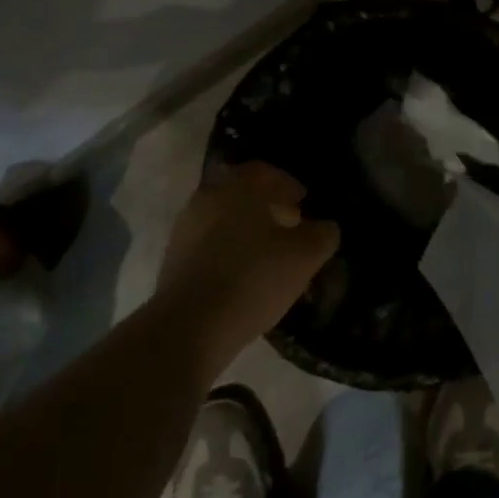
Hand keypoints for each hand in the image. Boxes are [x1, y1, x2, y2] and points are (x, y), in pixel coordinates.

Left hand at [156, 161, 340, 374]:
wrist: (189, 326)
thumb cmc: (253, 278)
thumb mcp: (305, 256)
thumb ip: (322, 235)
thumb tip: (325, 228)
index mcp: (237, 187)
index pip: (264, 171)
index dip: (287, 184)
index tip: (303, 202)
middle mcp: (207, 199)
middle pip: (241, 194)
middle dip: (268, 206)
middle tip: (291, 226)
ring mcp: (185, 230)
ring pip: (224, 219)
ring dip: (247, 230)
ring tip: (270, 255)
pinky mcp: (173, 261)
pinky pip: (210, 245)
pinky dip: (229, 251)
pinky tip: (245, 275)